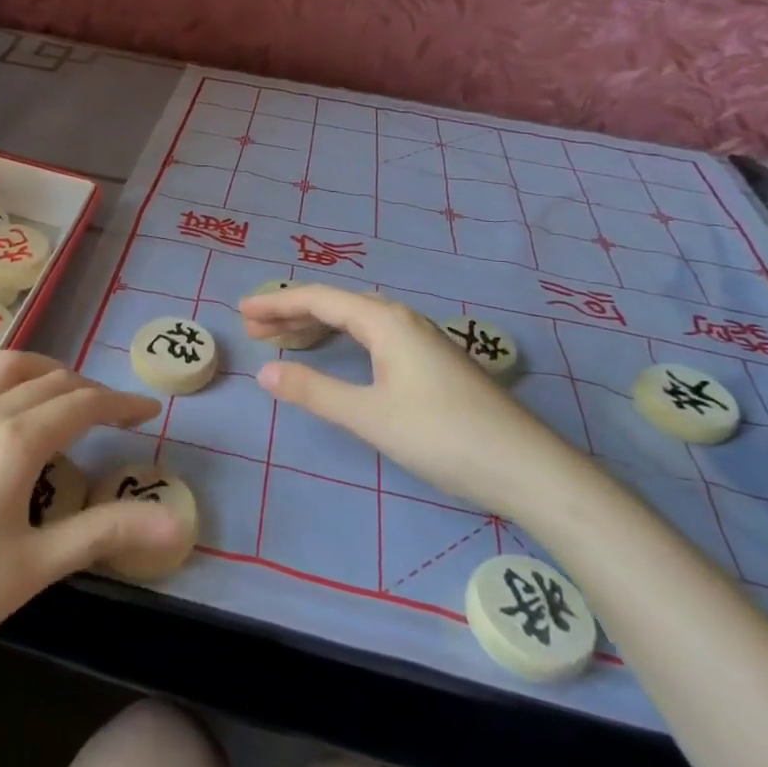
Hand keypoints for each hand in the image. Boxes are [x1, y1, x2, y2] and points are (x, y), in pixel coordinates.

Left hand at [0, 352, 185, 696]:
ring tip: (68, 398)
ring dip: (46, 373)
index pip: (82, 404)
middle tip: (119, 416)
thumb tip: (176, 524)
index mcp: (13, 441)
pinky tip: (8, 413)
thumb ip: (106, 532)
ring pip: (7, 369)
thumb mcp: (36, 566)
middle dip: (90, 390)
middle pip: (49, 381)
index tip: (151, 411)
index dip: (122, 404)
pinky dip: (7, 381)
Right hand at [242, 285, 590, 520]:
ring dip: (317, 328)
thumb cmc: (441, 435)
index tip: (242, 312)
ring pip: (357, 322)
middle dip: (293, 314)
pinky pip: (373, 337)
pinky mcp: (432, 363)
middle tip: (255, 331)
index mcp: (385, 321)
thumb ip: (314, 391)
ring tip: (284, 343)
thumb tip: (264, 372)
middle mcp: (402, 320)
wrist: (525, 467)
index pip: (320, 299)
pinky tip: (337, 358)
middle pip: (337, 305)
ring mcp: (421, 341)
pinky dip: (343, 342)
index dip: (278, 303)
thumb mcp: (369, 415)